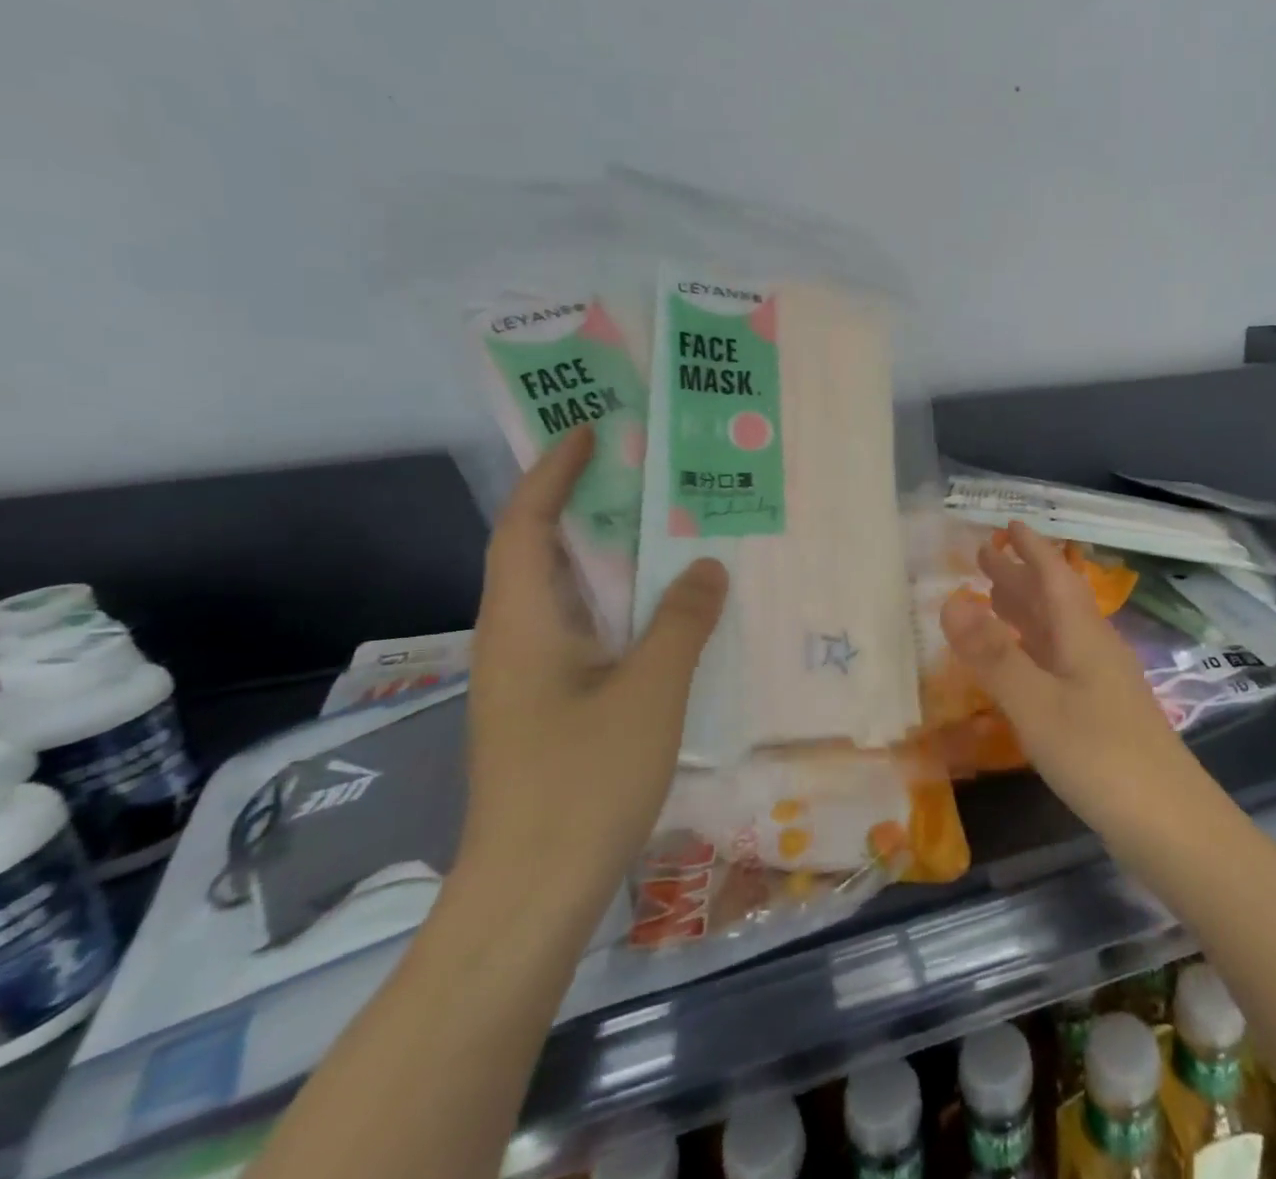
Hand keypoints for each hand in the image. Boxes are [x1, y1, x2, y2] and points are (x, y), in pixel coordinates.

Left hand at [459, 427, 727, 915]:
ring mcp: (528, 677)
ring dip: (602, 553)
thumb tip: (708, 565)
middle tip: (639, 468)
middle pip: (539, 550)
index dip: (553, 472)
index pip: (526, 525)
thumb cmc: (583, 783)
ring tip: (659, 524)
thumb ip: (681, 620)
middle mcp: (515, 640)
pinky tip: (661, 609)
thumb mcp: (650, 692)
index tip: (591, 430)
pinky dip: (616, 601)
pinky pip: (582, 630)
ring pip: (564, 593)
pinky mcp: (546, 707)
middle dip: (580, 501)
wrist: (529, 896)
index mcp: (524, 623)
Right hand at [939, 522, 1202, 836]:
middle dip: (1020, 574)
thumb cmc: (1100, 757)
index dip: (1031, 549)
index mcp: (1083, 635)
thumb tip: (950, 599)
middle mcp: (1094, 649)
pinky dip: (1033, 648)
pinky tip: (1022, 663)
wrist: (1171, 825)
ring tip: (994, 595)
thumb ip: (994, 655)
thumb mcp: (1037, 704)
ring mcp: (1101, 683)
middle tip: (984, 554)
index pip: (1054, 576)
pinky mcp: (1102, 714)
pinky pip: (1059, 661)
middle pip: (1054, 599)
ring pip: (1057, 631)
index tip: (1007, 524)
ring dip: (1026, 609)